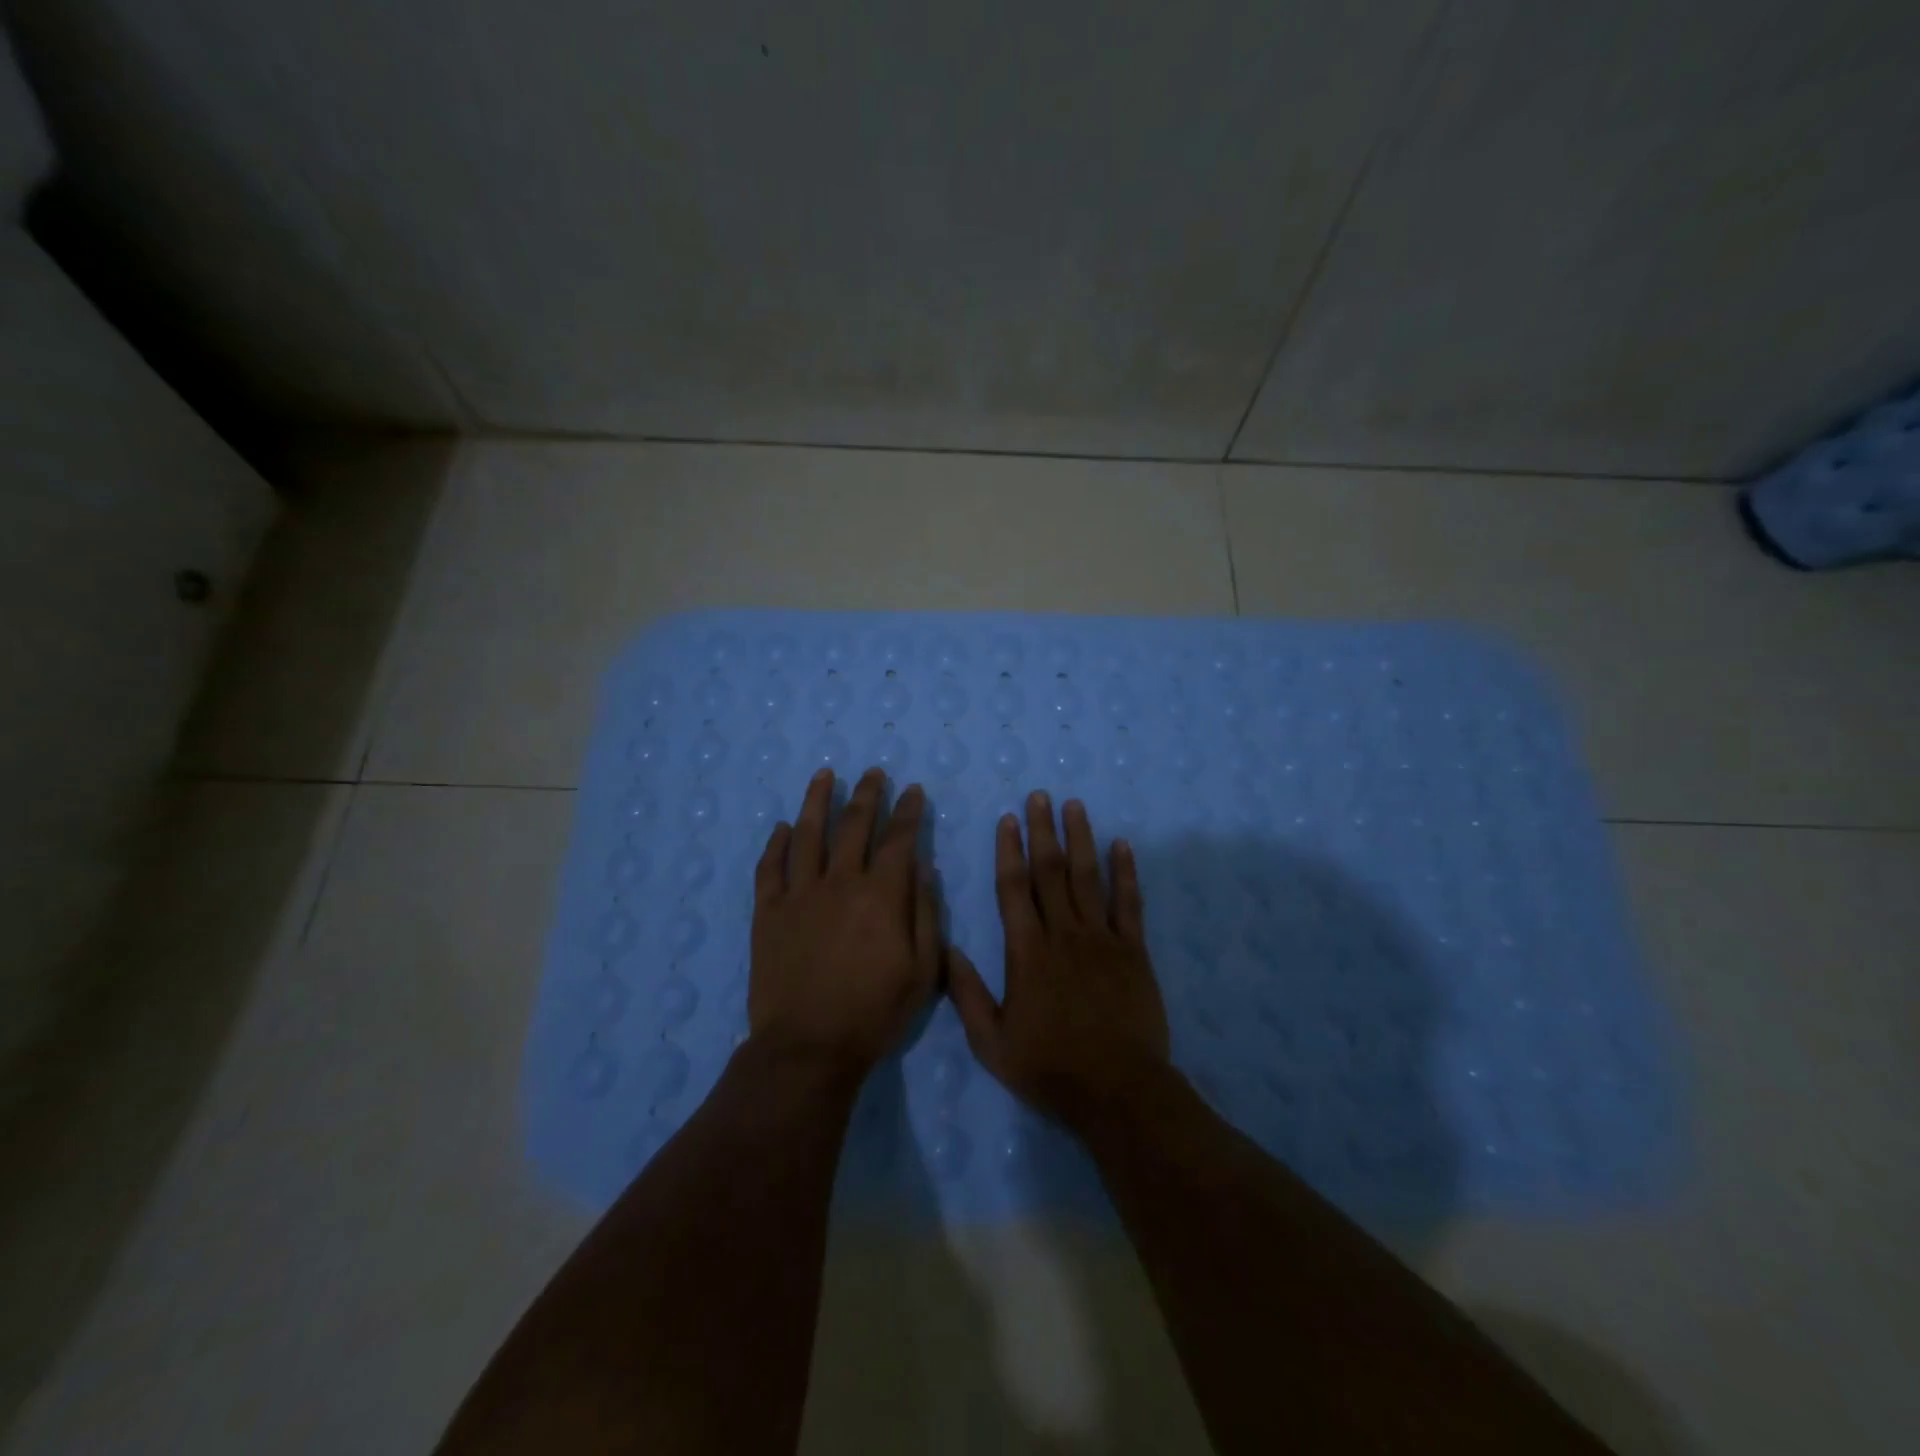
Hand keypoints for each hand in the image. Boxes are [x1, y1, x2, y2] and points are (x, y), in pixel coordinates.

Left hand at [750, 766, 938, 1075]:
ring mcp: (799, 894)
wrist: (808, 1047)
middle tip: (874, 772)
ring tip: (825, 775)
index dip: (908, 811)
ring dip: (818, 801)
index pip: (898, 839)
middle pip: (854, 825)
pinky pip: (770, 868)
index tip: (913, 790)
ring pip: (808, 834)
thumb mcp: (922, 971)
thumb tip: (923, 867)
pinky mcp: (768, 912)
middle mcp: (840, 882)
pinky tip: (783, 827)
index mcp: (881, 895)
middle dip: (868, 794)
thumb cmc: (874, 1013)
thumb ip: (925, 914)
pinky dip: (777, 843)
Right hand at [947, 791, 1171, 1133]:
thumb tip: (947, 949)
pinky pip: (1129, 903)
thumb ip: (967, 994)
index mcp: (1027, 952)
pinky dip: (1125, 872)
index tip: (1008, 819)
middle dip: (1043, 830)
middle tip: (1040, 796)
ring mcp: (1101, 939)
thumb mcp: (992, 1043)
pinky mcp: (1133, 950)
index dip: (1009, 851)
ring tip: (1074, 806)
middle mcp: (1063, 934)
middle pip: (1050, 871)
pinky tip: (1121, 845)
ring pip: (1087, 877)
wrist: (1118, 1091)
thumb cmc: (1050, 1068)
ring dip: (1080, 838)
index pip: (1014, 889)